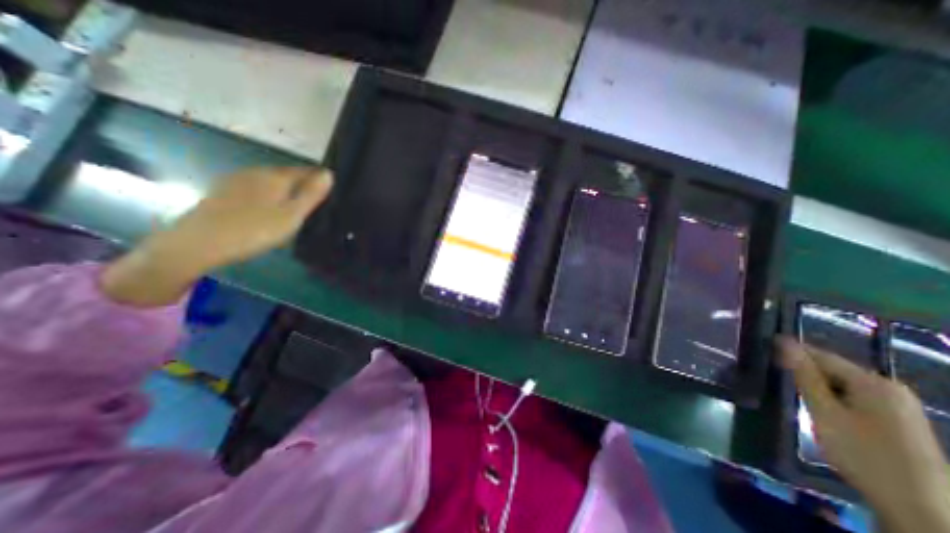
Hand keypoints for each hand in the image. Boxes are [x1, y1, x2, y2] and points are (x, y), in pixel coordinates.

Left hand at [101, 166, 331, 307]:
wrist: (198, 243)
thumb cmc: (254, 230)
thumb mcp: (292, 215)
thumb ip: (311, 194)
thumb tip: (329, 174)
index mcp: (275, 176)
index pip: (306, 171)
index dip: (319, 179)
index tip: (330, 193)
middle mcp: (256, 172)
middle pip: (287, 175)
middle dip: (301, 185)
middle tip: (313, 204)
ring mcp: (237, 180)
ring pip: (270, 182)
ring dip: (284, 191)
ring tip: (292, 209)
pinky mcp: (223, 191)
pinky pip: (255, 189)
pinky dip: (266, 196)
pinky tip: (266, 211)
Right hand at [779, 338, 949, 532]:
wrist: (922, 509)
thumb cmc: (863, 453)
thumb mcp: (824, 411)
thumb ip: (804, 375)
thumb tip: (784, 342)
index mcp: (873, 382)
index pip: (822, 355)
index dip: (792, 353)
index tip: (765, 352)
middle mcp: (890, 388)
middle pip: (835, 370)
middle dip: (806, 373)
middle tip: (778, 379)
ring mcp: (899, 406)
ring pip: (844, 385)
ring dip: (819, 388)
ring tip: (797, 397)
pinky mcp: (900, 421)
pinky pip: (857, 398)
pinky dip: (836, 400)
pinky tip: (824, 413)